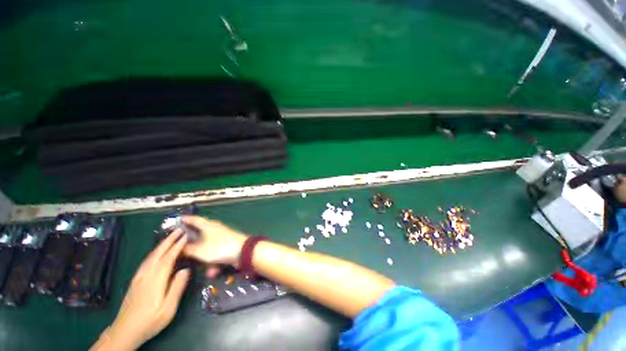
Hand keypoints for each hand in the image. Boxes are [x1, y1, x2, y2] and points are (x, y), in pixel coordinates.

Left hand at [93, 229, 189, 350]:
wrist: (124, 331)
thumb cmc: (150, 321)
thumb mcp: (168, 308)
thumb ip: (177, 288)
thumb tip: (186, 270)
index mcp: (156, 281)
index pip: (168, 258)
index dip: (177, 246)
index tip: (186, 236)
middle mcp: (146, 275)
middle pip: (158, 254)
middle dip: (169, 240)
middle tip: (178, 230)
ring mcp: (139, 278)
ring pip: (151, 257)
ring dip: (161, 245)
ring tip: (170, 237)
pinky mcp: (135, 281)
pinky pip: (146, 262)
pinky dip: (153, 253)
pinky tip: (156, 253)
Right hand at [181, 216, 247, 276]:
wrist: (243, 252)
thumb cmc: (219, 248)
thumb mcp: (199, 250)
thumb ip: (187, 249)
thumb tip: (180, 246)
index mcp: (208, 226)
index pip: (195, 219)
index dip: (186, 219)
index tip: (178, 219)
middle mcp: (215, 229)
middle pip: (200, 234)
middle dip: (191, 243)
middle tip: (180, 247)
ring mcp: (222, 238)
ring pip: (207, 247)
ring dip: (204, 258)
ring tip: (199, 267)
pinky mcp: (226, 246)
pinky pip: (215, 254)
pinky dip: (213, 262)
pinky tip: (213, 272)